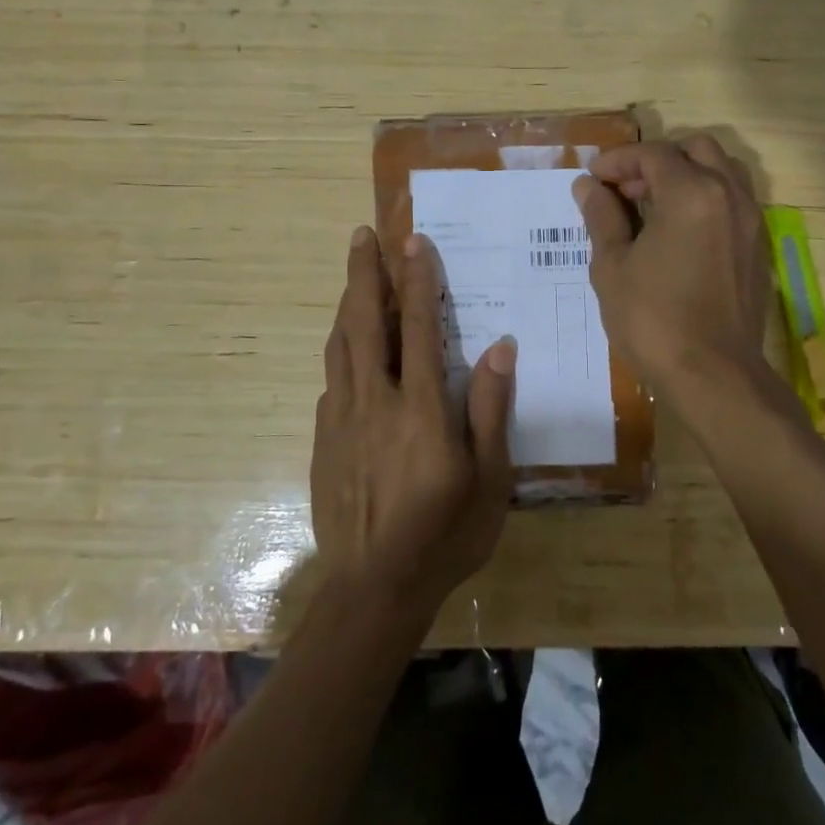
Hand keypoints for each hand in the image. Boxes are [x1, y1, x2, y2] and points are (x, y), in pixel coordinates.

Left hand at [310, 226, 515, 618]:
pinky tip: (348, 348)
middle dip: (364, 274)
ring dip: (348, 304)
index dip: (417, 281)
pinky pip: (331, 380)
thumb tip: (501, 347)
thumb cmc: (445, 535)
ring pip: (341, 346)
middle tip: (362, 235)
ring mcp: (341, 419)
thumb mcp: (490, 479)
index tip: (414, 241)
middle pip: (365, 323)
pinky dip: (341, 350)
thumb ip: (491, 410)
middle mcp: (375, 402)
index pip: (419, 328)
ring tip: (354, 274)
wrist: (375, 588)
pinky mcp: (323, 439)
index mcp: (421, 409)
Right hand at [575, 134, 770, 401]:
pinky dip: (706, 198)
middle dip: (657, 161)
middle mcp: (729, 195)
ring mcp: (751, 221)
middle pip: (696, 149)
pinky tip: (679, 233)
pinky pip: (734, 201)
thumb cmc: (653, 319)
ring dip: (687, 175)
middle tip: (626, 190)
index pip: (654, 155)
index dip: (619, 161)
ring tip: (654, 207)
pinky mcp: (758, 247)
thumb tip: (588, 186)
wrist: (713, 374)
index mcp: (691, 193)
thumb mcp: (613, 266)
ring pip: (722, 171)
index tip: (594, 180)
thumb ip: (602, 217)